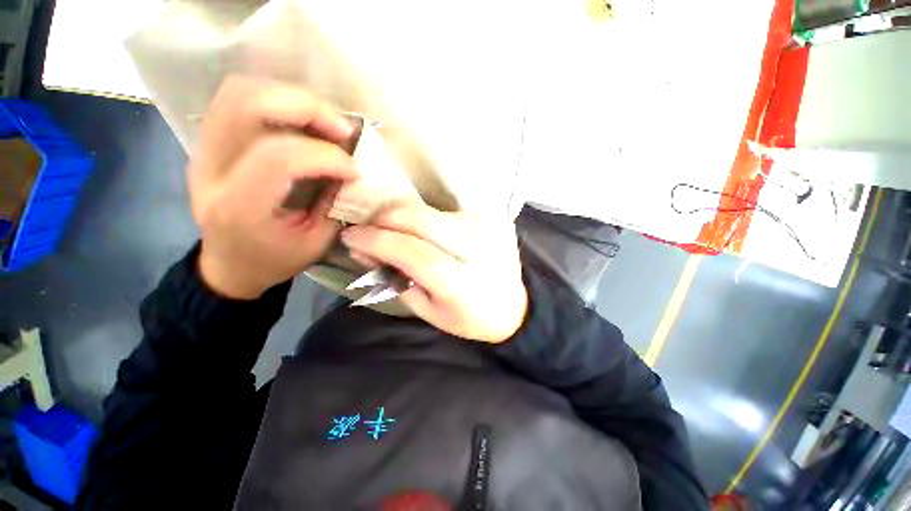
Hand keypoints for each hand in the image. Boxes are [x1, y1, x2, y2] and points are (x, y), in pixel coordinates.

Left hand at [189, 75, 356, 298]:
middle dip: (307, 108)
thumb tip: (351, 170)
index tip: (354, 170)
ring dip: (292, 98)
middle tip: (343, 130)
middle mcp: (210, 170)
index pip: (278, 158)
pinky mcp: (208, 141)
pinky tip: (304, 122)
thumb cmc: (274, 260)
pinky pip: (238, 100)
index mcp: (238, 208)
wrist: (229, 264)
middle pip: (247, 105)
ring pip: (240, 92)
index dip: (325, 157)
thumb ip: (334, 204)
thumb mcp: (315, 243)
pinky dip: (278, 100)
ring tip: (326, 123)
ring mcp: (202, 149)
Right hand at [340, 203, 527, 343]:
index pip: (411, 252)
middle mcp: (477, 245)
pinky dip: (424, 216)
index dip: (376, 241)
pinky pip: (446, 206)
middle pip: (417, 218)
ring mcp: (487, 223)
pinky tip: (420, 229)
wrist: (514, 305)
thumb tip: (364, 251)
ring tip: (392, 230)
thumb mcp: (429, 312)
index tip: (351, 237)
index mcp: (462, 282)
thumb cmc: (470, 317)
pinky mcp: (492, 213)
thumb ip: (396, 280)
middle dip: (383, 220)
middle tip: (369, 231)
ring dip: (401, 216)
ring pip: (428, 208)